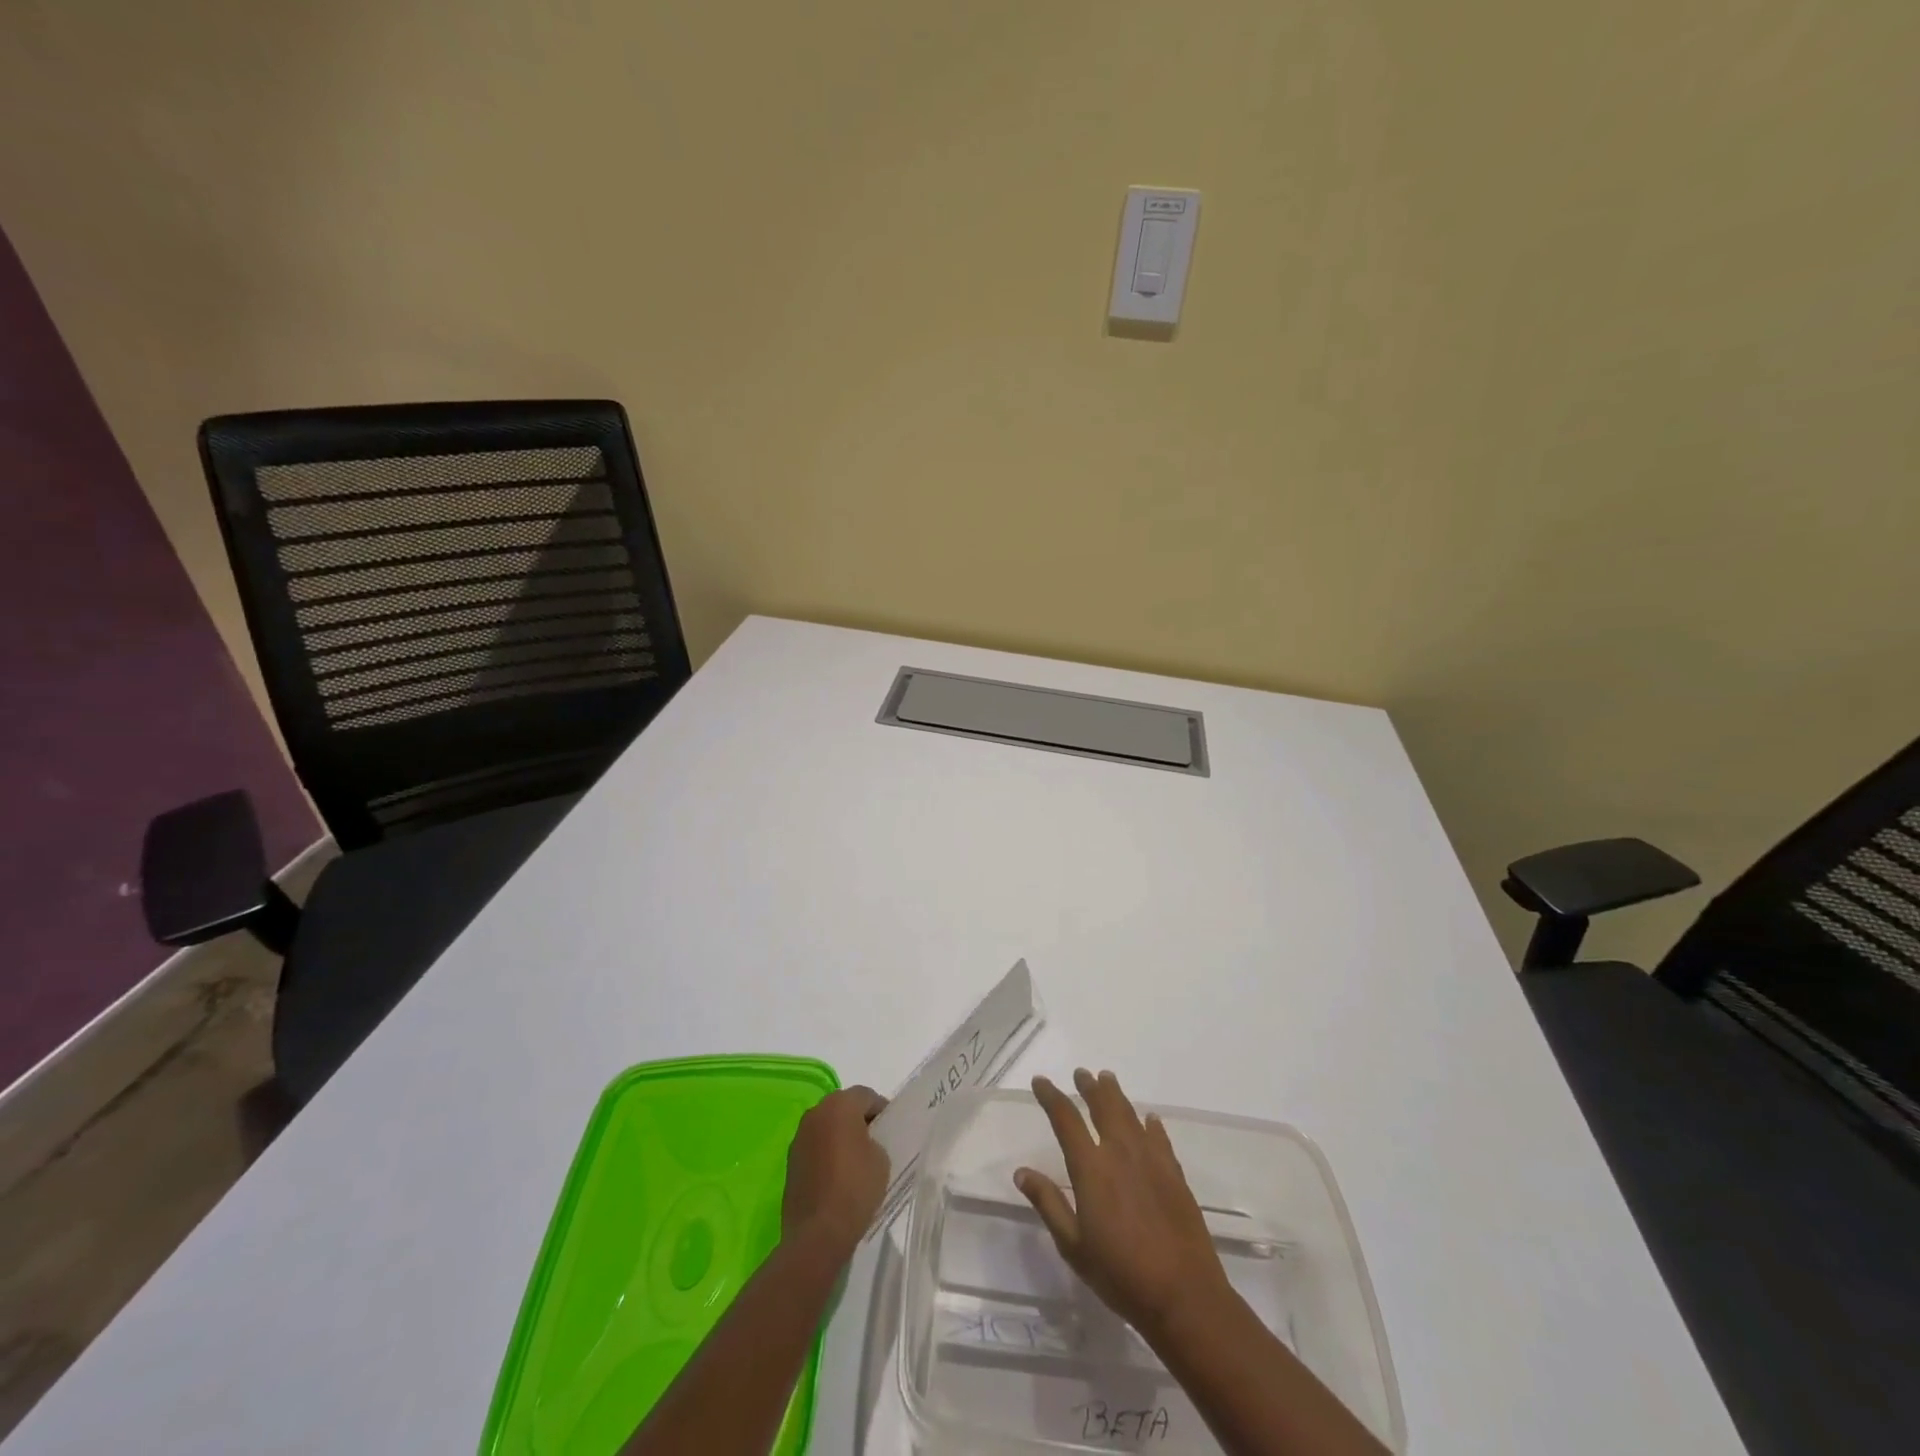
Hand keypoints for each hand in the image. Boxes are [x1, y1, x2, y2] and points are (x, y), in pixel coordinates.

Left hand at [782, 1086, 889, 1252]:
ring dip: (840, 1136)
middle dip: (859, 1120)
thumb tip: (865, 1141)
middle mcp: (815, 1113)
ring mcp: (799, 1138)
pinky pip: (816, 1147)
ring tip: (857, 1160)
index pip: (866, 1096)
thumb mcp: (881, 1158)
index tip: (891, 1128)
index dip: (882, 1110)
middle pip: (843, 1107)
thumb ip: (875, 1139)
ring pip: (827, 1127)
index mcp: (839, 1105)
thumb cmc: (855, 1188)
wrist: (817, 1234)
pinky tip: (839, 1176)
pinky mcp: (791, 1162)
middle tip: (876, 1141)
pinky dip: (827, 1154)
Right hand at [1015, 1069, 1231, 1338]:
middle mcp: (1120, 1152)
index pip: (1066, 1119)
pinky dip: (1150, 1124)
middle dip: (1089, 1087)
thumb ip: (1049, 1204)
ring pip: (1130, 1114)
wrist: (1183, 1295)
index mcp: (1091, 1168)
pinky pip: (1159, 1137)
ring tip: (1107, 1080)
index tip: (1041, 1081)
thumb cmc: (1121, 1275)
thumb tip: (1022, 1172)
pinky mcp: (1175, 1174)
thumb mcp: (1074, 1246)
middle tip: (1081, 1073)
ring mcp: (1151, 1160)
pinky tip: (1149, 1119)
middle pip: (1103, 1107)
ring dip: (1116, 1095)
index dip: (1051, 1096)